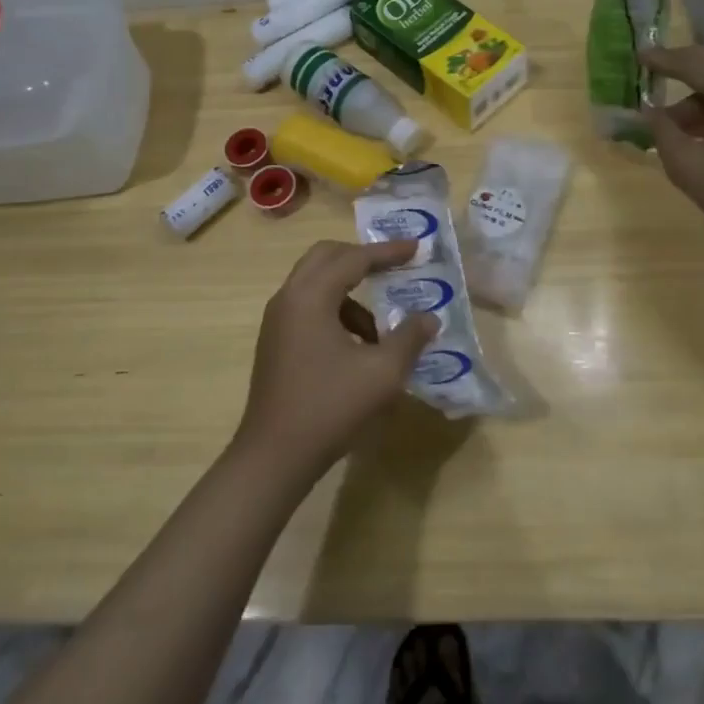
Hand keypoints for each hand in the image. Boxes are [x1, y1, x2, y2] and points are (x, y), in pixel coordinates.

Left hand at [232, 239, 437, 484]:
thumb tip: (429, 318)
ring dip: (350, 292)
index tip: (416, 248)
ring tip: (380, 331)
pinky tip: (357, 348)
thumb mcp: (382, 373)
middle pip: (327, 257)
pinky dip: (336, 312)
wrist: (274, 455)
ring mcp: (277, 319)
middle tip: (394, 268)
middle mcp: (288, 297)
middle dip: (362, 258)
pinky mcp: (276, 340)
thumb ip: (409, 338)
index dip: (387, 252)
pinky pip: (309, 307)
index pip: (354, 258)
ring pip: (316, 283)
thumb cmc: (330, 407)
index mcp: (310, 296)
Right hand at [641, 45, 703, 261]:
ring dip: (697, 90)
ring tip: (670, 120)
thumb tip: (648, 111)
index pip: (695, 63)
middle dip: (682, 64)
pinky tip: (697, 127)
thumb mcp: (688, 166)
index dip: (663, 59)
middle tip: (651, 71)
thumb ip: (662, 131)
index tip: (637, 56)